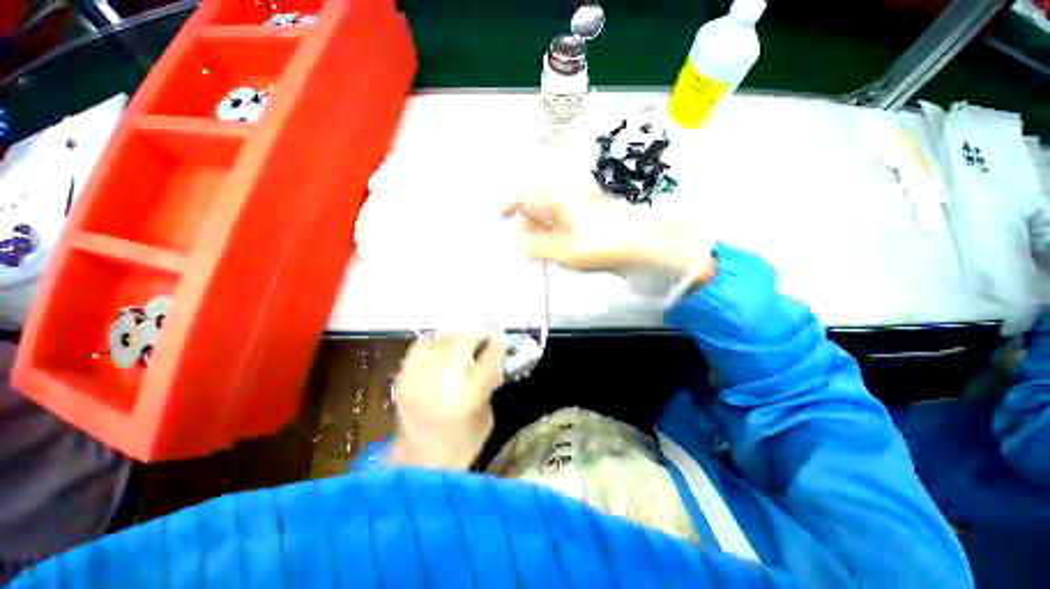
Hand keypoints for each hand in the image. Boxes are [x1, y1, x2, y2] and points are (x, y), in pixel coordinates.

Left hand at [389, 332, 507, 468]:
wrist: (418, 464)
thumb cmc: (461, 443)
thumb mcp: (487, 417)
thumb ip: (489, 386)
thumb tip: (492, 364)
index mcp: (471, 391)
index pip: (491, 355)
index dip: (500, 342)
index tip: (503, 339)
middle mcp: (447, 377)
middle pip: (465, 337)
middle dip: (479, 331)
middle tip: (485, 334)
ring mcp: (423, 374)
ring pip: (443, 336)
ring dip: (458, 334)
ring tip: (464, 338)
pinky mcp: (405, 376)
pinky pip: (420, 346)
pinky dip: (434, 342)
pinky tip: (440, 348)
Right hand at [503, 172, 714, 282]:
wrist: (645, 244)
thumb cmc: (601, 246)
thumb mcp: (562, 252)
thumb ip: (535, 247)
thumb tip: (519, 241)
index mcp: (557, 197)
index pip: (524, 191)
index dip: (509, 203)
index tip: (502, 219)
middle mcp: (568, 193)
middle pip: (537, 199)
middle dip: (527, 219)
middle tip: (527, 242)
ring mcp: (582, 201)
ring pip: (552, 209)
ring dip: (542, 226)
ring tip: (545, 248)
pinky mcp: (592, 212)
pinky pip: (566, 216)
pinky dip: (557, 229)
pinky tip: (563, 246)